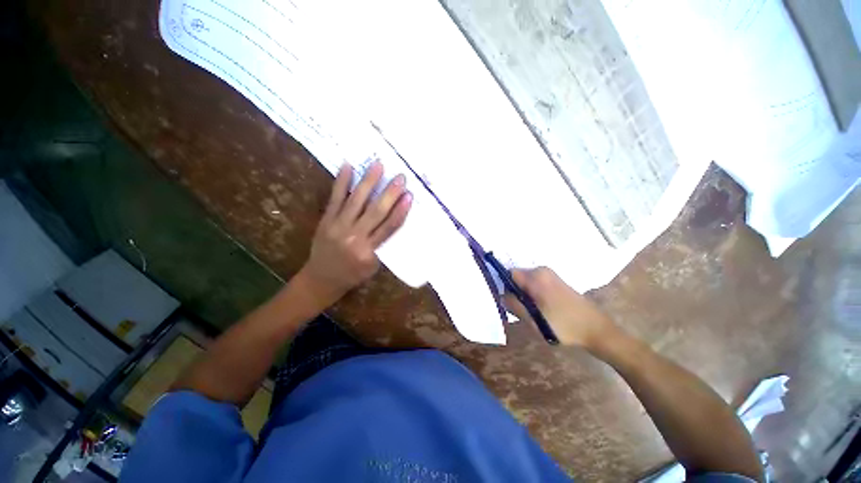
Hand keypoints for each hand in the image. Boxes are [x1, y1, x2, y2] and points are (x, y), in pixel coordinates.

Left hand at [298, 161, 411, 307]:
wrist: (321, 280)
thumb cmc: (352, 275)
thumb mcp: (373, 266)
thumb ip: (381, 245)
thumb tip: (392, 220)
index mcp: (368, 251)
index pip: (388, 227)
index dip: (400, 211)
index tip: (409, 196)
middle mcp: (354, 236)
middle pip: (375, 211)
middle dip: (389, 193)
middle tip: (400, 177)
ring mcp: (338, 226)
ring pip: (356, 201)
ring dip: (368, 182)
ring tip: (378, 165)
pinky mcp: (326, 219)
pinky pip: (335, 198)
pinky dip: (342, 182)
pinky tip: (348, 166)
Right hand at [504, 267, 617, 348]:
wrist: (596, 329)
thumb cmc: (563, 325)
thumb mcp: (533, 319)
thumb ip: (513, 305)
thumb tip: (501, 296)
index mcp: (535, 277)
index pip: (508, 274)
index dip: (505, 287)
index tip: (510, 303)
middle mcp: (542, 270)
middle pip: (517, 278)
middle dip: (516, 293)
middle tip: (523, 311)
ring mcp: (550, 275)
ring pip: (526, 282)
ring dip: (525, 295)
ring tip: (533, 313)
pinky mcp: (556, 281)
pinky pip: (536, 284)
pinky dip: (534, 294)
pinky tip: (542, 309)